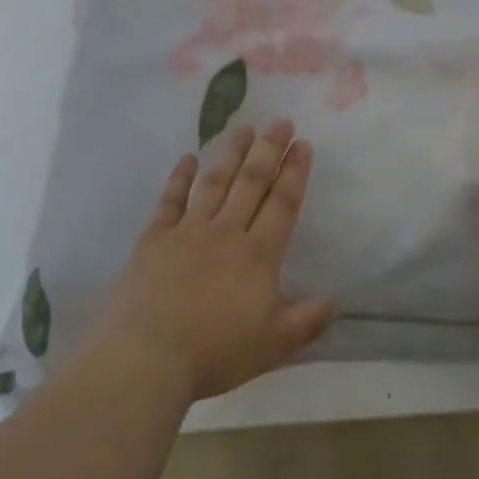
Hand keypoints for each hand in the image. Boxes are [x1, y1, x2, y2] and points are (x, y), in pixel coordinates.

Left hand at [89, 120, 334, 403]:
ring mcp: (187, 232)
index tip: (303, 144)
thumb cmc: (214, 353)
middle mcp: (226, 233)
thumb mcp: (272, 346)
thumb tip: (333, 302)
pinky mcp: (154, 239)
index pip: (282, 204)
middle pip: (251, 182)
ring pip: (214, 182)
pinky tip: (186, 158)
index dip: (294, 172)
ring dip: (230, 153)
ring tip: (243, 128)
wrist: (146, 357)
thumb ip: (305, 322)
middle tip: (280, 121)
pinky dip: (179, 178)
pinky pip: (170, 200)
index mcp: (258, 255)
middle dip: (269, 150)